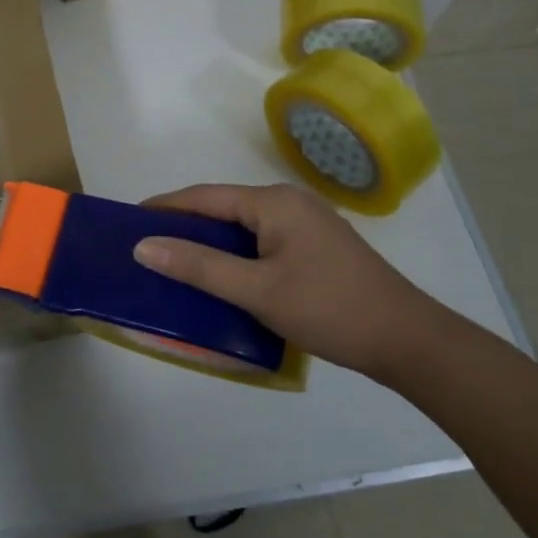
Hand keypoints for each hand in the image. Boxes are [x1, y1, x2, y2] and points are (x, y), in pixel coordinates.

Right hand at [132, 183, 448, 380]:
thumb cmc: (328, 308)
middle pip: (224, 210)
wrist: (407, 340)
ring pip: (244, 230)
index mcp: (274, 202)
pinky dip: (236, 258)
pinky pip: (262, 244)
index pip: (206, 196)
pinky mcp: (316, 249)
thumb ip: (199, 267)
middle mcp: (289, 203)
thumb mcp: (257, 290)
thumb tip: (143, 246)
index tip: (130, 220)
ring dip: (211, 246)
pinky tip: (222, 280)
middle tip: (148, 248)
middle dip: (185, 227)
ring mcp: (307, 226)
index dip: (166, 207)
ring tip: (175, 266)